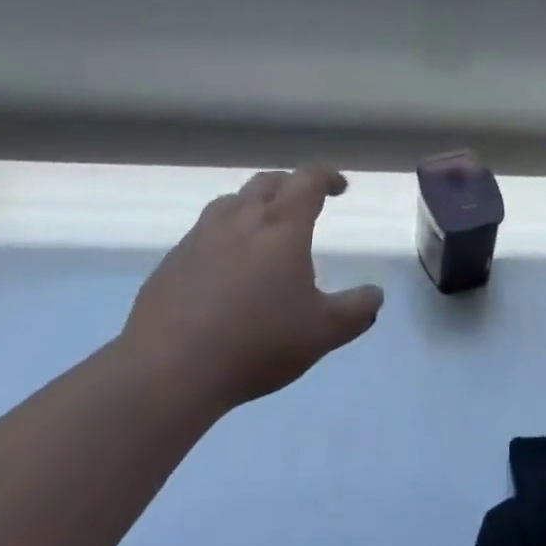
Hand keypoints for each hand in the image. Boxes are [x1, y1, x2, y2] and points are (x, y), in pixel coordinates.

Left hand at [121, 167, 382, 414]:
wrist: (168, 368)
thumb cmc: (257, 342)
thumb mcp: (321, 333)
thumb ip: (355, 311)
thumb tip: (376, 296)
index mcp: (282, 224)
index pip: (308, 179)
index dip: (327, 176)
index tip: (339, 187)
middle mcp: (241, 217)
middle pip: (268, 182)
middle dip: (290, 186)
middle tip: (302, 203)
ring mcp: (201, 236)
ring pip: (231, 202)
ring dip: (252, 205)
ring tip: (260, 229)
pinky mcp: (172, 260)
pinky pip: (203, 233)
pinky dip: (222, 236)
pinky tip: (222, 268)